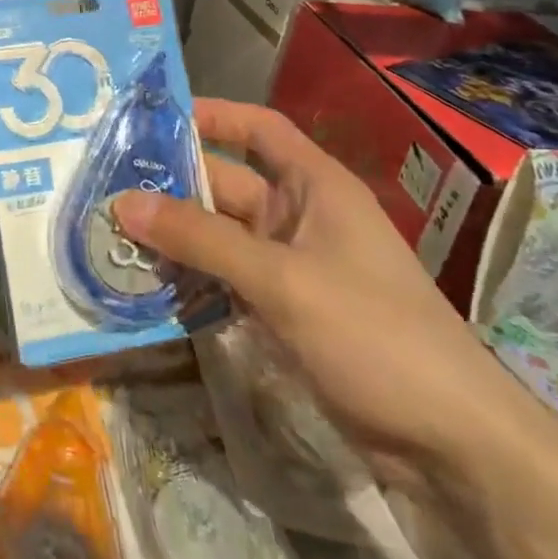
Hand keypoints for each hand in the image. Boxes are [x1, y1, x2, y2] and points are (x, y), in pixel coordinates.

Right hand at [111, 99, 539, 489]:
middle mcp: (301, 217)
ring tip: (111, 233)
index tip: (152, 117)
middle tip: (105, 185)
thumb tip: (124, 202)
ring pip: (221, 236)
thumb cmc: (374, 334)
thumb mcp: (281, 279)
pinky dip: (193, 278)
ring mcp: (293, 266)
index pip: (259, 128)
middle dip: (172, 185)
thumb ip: (201, 239)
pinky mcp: (286, 311)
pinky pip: (227, 279)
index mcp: (315, 187)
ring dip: (175, 236)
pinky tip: (148, 284)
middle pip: (227, 184)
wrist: (452, 443)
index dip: (212, 115)